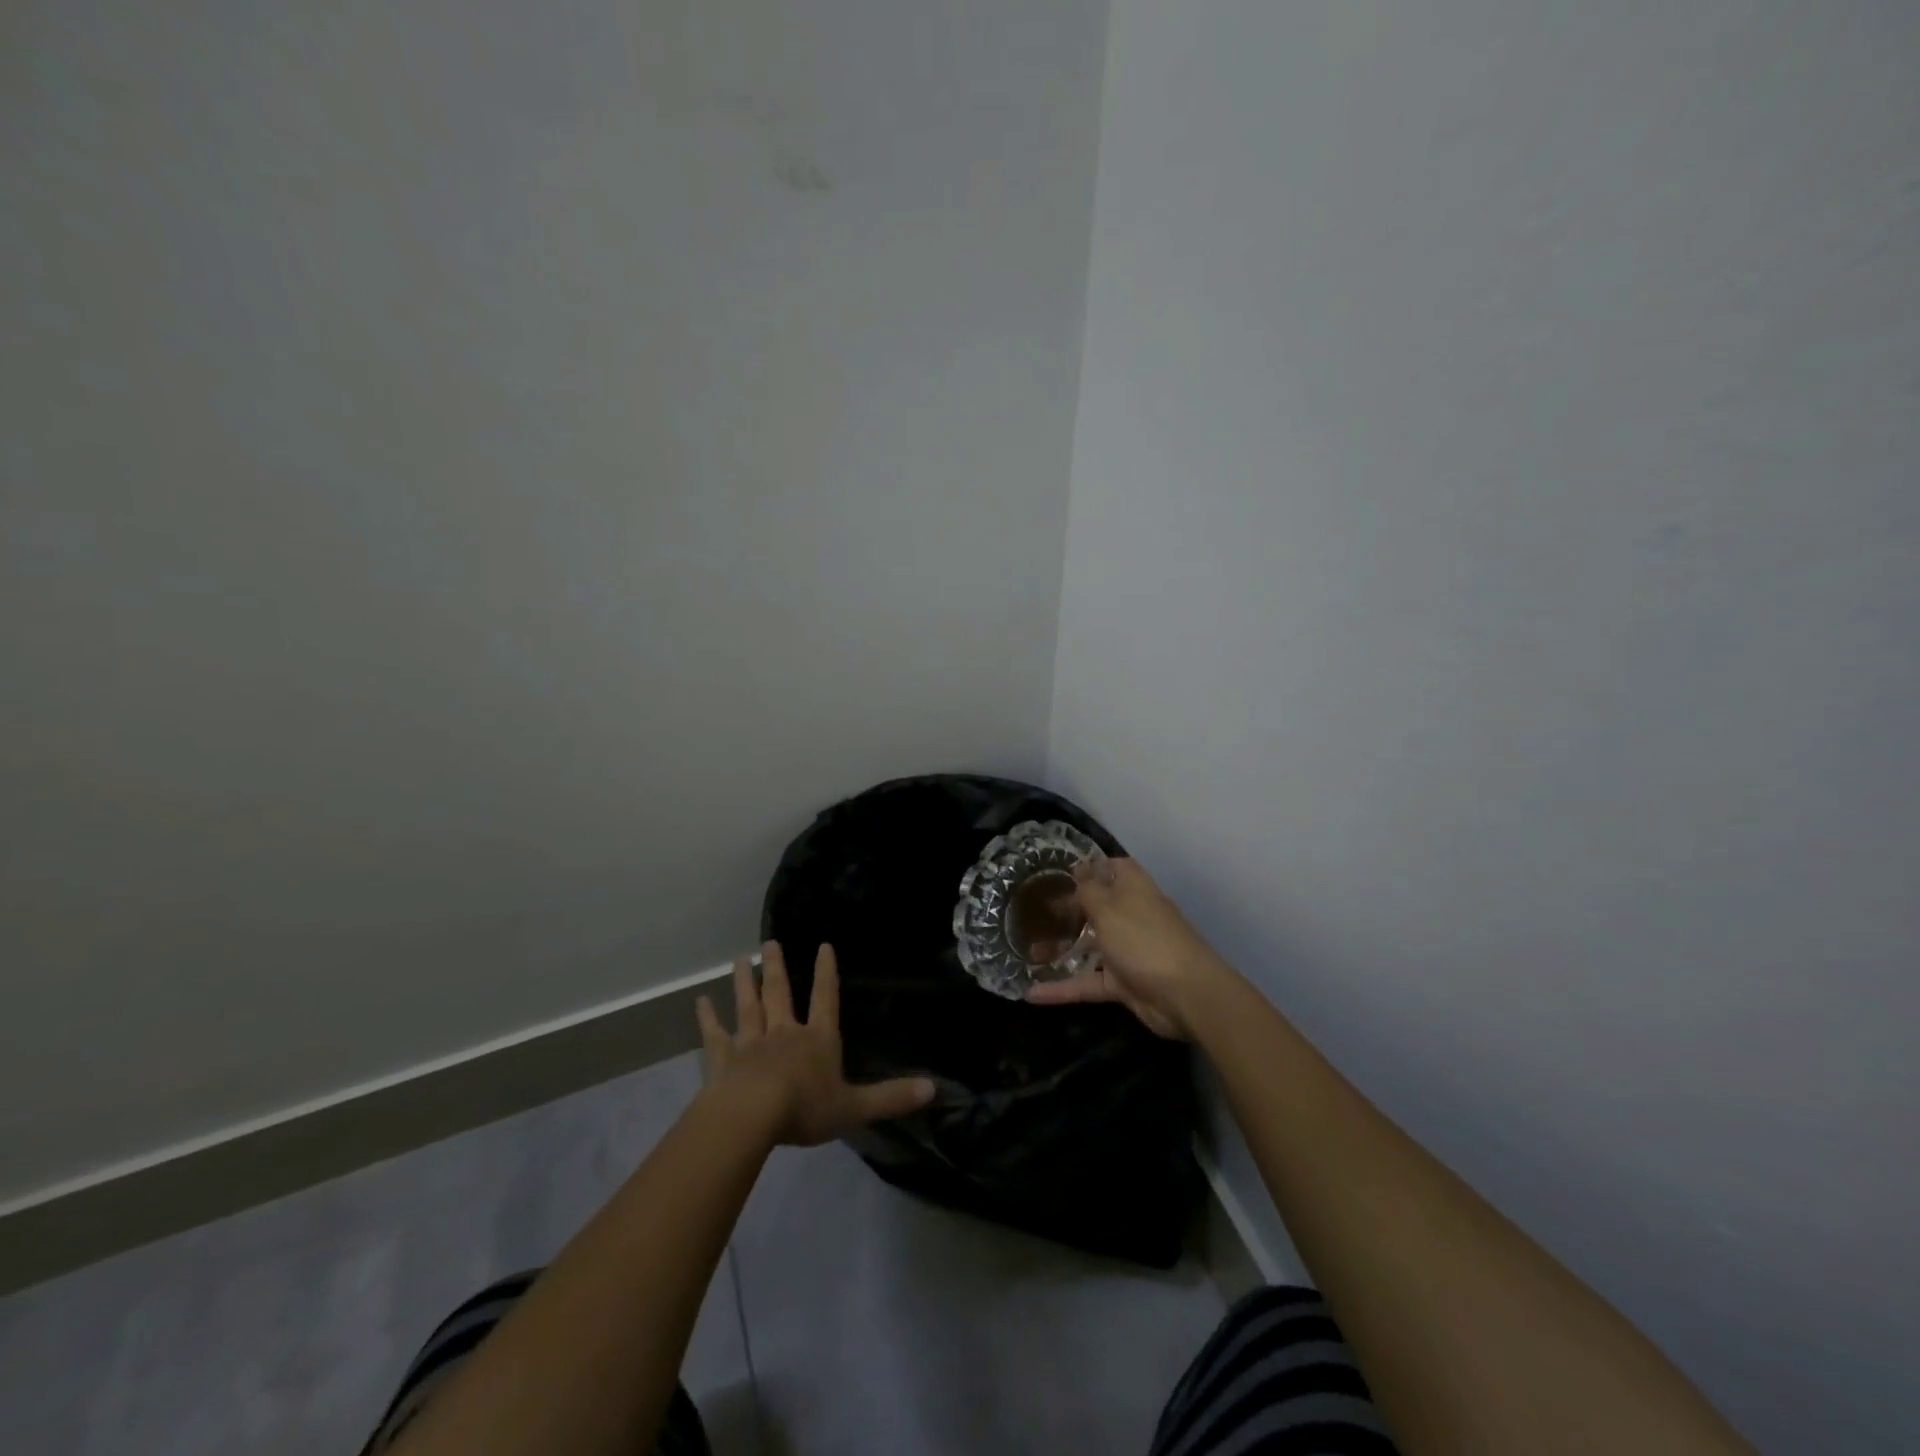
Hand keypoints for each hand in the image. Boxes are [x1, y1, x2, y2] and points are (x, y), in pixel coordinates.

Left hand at [697, 941, 933, 1146]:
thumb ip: (891, 1097)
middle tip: (770, 941)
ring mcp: (751, 1043)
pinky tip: (700, 1002)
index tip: (824, 945)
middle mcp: (784, 1032)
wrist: (751, 1118)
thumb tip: (934, 1089)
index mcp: (817, 1039)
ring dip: (744, 982)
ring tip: (740, 959)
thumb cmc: (805, 1109)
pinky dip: (707, 1018)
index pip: (825, 998)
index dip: (826, 972)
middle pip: (780, 993)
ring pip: (748, 1005)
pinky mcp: (722, 1059)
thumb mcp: (855, 1107)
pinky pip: (714, 1035)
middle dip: (778, 967)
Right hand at [1025, 857, 1236, 1039]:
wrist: (1186, 996)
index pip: (1113, 868)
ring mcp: (1128, 951)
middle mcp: (1131, 916)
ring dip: (1060, 950)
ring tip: (1026, 953)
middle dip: (1067, 911)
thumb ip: (1088, 890)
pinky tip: (1032, 993)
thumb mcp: (1109, 908)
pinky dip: (1063, 988)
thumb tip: (1079, 866)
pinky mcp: (1124, 983)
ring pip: (1090, 947)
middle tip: (1031, 914)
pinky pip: (1088, 982)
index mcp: (1133, 890)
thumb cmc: (1144, 939)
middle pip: (1096, 908)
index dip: (1090, 867)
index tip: (1059, 871)